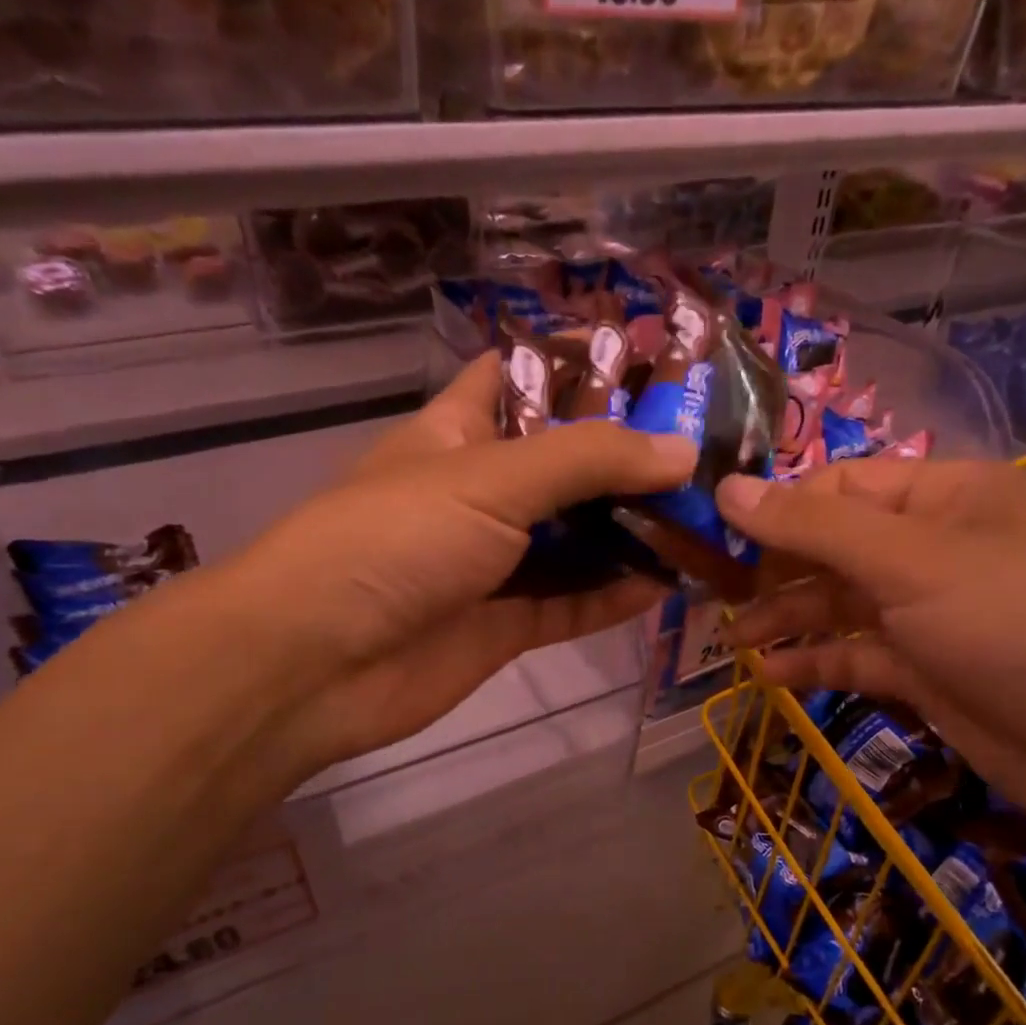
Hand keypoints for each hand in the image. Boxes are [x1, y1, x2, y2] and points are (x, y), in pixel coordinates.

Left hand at [227, 352, 695, 774]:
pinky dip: (614, 596)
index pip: (521, 378)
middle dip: (627, 457)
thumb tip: (682, 451)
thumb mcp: (489, 478)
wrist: (318, 663)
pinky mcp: (504, 625)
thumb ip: (588, 460)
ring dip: (631, 531)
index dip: (579, 364)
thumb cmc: (394, 540)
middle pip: (563, 464)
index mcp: (459, 433)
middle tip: (707, 449)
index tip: (654, 361)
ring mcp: (492, 563)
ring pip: (574, 540)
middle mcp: (479, 493)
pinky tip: (668, 583)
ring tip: (704, 517)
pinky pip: (571, 604)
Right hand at [716, 457, 1025, 851]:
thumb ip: (815, 527)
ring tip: (732, 637)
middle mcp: (936, 548)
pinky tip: (768, 675)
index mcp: (946, 496)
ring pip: (842, 603)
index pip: (843, 484)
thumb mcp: (910, 563)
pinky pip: (857, 655)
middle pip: (836, 545)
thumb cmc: (1016, 625)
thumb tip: (727, 488)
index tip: (713, 529)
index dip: (778, 503)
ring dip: (788, 617)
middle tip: (710, 589)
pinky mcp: (928, 671)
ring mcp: (932, 613)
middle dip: (775, 566)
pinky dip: (816, 662)